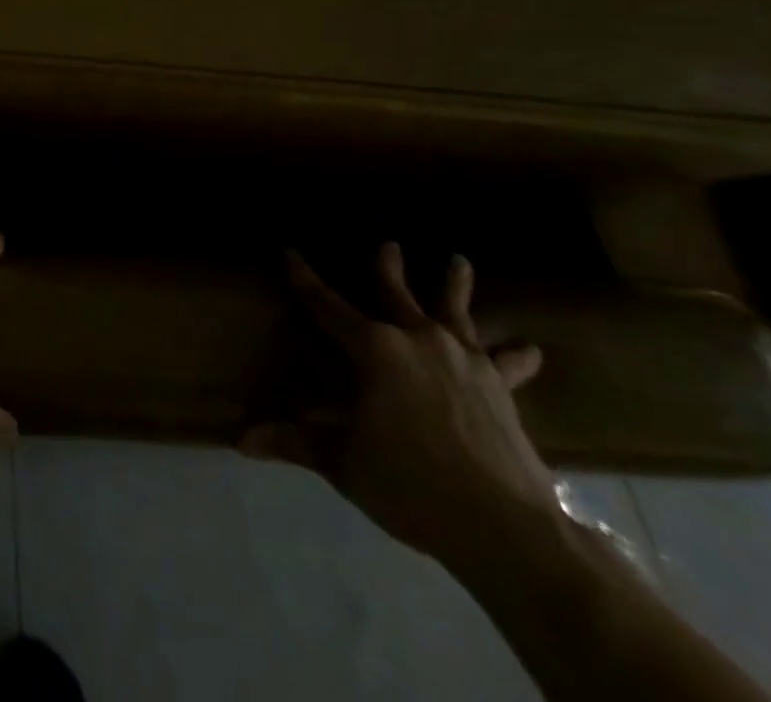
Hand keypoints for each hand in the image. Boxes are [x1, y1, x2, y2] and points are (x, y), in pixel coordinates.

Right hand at [241, 242, 561, 569]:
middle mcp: (417, 340)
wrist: (505, 527)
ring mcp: (464, 360)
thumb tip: (240, 441)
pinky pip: (506, 364)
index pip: (326, 305)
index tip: (290, 252)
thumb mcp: (344, 464)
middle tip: (389, 243)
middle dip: (387, 267)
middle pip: (396, 294)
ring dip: (455, 286)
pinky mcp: (500, 388)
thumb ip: (295, 443)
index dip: (304, 279)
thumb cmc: (411, 485)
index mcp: (374, 349)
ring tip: (458, 260)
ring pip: (455, 312)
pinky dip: (515, 355)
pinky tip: (529, 348)